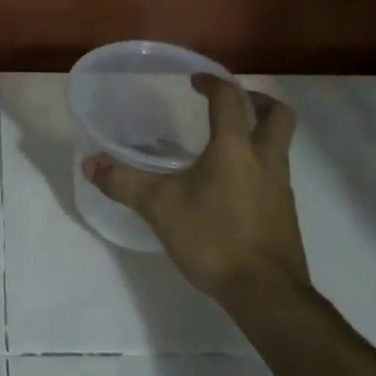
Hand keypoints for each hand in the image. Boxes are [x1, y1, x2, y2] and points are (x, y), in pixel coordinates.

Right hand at [82, 75, 308, 303]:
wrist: (267, 294)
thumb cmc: (214, 239)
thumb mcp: (159, 208)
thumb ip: (124, 183)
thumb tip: (90, 164)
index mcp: (235, 148)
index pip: (230, 98)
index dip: (213, 82)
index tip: (195, 81)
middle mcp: (265, 160)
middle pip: (278, 115)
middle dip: (257, 100)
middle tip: (231, 103)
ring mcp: (281, 188)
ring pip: (280, 145)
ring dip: (259, 134)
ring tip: (227, 144)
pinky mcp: (285, 215)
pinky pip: (276, 176)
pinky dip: (258, 167)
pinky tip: (232, 187)